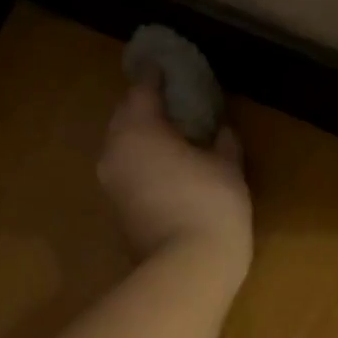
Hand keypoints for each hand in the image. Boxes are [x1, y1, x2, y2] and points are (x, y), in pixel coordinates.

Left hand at [97, 72, 251, 277]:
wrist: (185, 270)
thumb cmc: (210, 207)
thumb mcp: (228, 168)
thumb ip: (223, 142)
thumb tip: (221, 131)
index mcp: (139, 129)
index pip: (142, 89)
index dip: (155, 75)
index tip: (164, 66)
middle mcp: (114, 150)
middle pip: (124, 116)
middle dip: (143, 105)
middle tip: (169, 101)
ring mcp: (110, 182)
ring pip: (120, 145)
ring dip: (140, 135)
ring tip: (167, 134)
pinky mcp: (113, 208)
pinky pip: (124, 169)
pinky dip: (139, 160)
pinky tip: (162, 166)